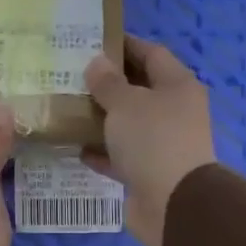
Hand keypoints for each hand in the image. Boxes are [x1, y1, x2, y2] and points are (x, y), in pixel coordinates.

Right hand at [83, 37, 217, 245]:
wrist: (173, 204)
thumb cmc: (153, 140)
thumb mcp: (125, 103)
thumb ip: (108, 82)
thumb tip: (97, 63)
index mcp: (177, 86)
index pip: (151, 53)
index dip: (124, 45)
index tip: (92, 41)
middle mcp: (174, 111)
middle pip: (139, 89)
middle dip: (108, 83)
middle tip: (72, 75)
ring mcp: (163, 144)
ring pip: (128, 124)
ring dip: (102, 118)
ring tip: (68, 108)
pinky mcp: (149, 172)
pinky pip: (121, 155)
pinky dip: (102, 151)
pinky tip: (76, 147)